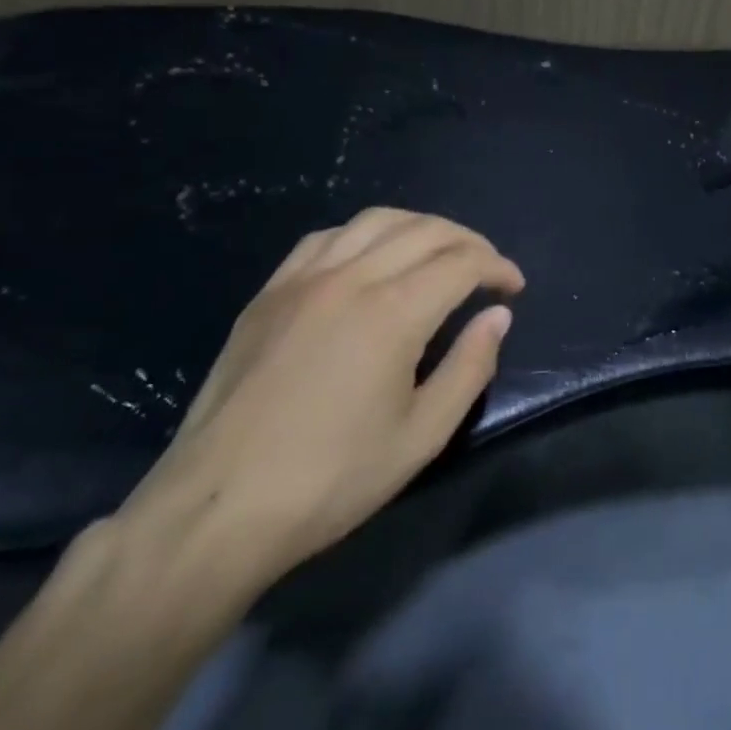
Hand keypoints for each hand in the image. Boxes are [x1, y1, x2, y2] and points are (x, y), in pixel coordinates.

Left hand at [119, 209, 523, 589]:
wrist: (217, 509)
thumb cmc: (330, 479)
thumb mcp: (421, 436)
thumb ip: (469, 368)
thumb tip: (497, 316)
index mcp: (392, 313)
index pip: (462, 263)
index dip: (497, 267)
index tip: (514, 287)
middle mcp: (350, 278)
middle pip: (425, 230)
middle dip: (468, 242)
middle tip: (487, 269)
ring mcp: (302, 280)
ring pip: (375, 220)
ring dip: (420, 227)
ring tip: (438, 254)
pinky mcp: (269, 293)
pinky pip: (327, 238)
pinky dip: (365, 235)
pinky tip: (371, 259)